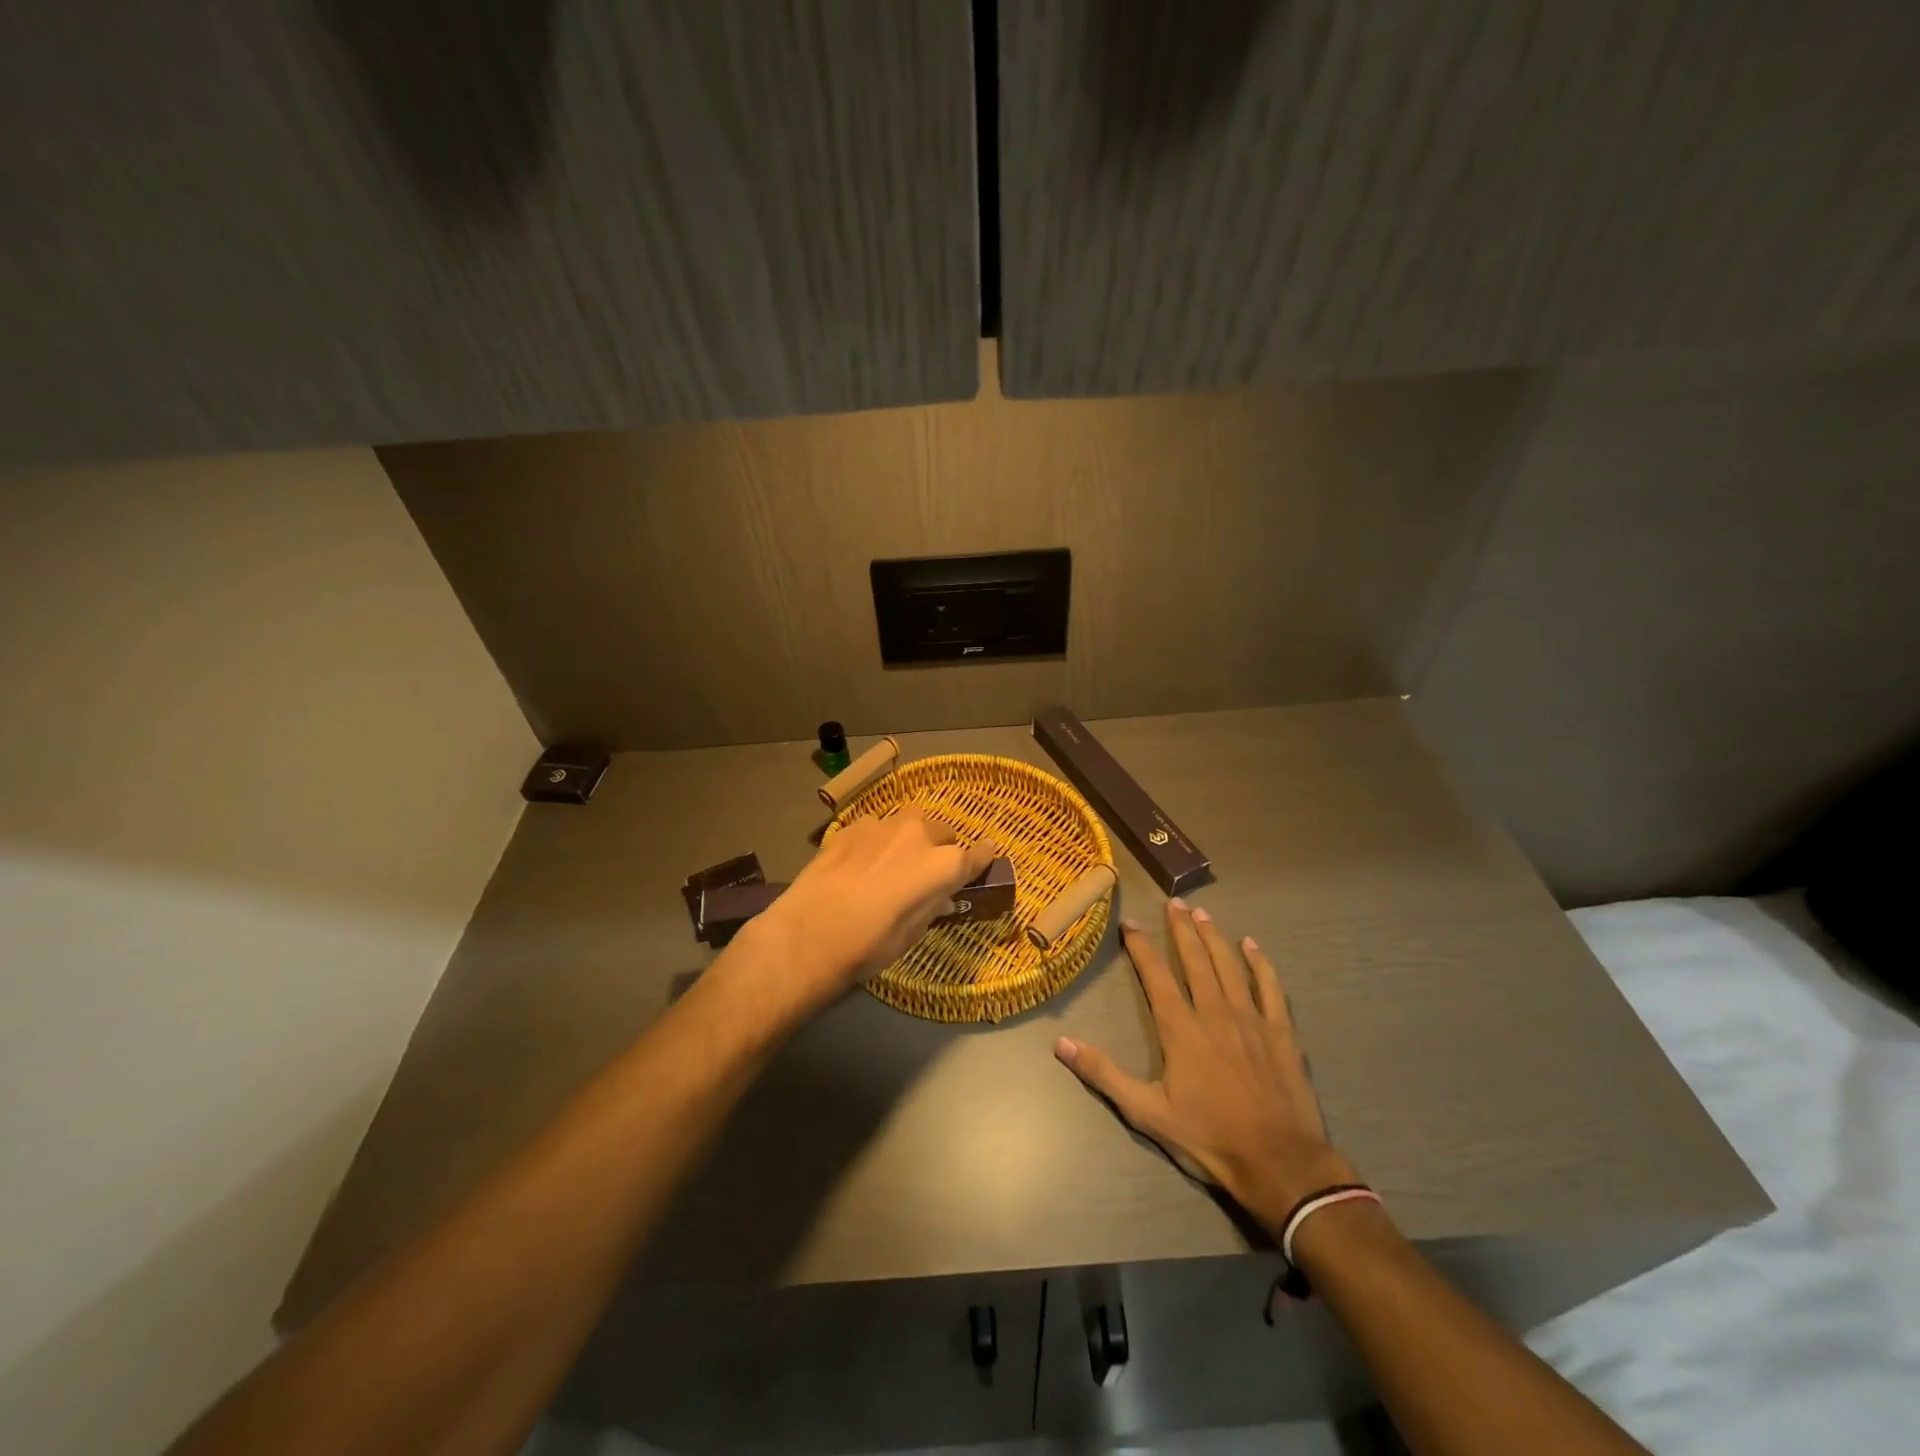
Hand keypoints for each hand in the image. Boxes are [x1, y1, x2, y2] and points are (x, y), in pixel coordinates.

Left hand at [730, 809, 998, 1023]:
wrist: (808, 934)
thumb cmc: (869, 946)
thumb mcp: (912, 934)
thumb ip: (932, 905)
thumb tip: (942, 896)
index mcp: (944, 864)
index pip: (978, 853)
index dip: (982, 858)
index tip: (983, 861)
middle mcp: (919, 834)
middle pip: (943, 833)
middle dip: (942, 849)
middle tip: (927, 874)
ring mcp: (883, 825)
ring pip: (910, 824)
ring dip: (910, 840)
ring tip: (894, 864)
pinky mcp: (852, 827)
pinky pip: (877, 828)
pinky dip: (879, 841)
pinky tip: (862, 863)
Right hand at [1055, 898, 1357, 1233]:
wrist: (1280, 1163)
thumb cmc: (1209, 1138)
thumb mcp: (1147, 1113)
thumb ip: (1104, 1074)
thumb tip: (1061, 1043)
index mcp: (1181, 1028)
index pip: (1156, 975)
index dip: (1141, 946)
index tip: (1130, 923)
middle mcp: (1214, 1012)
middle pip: (1196, 960)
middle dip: (1181, 929)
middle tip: (1174, 902)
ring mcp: (1251, 1019)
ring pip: (1229, 965)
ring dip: (1214, 937)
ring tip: (1202, 913)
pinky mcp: (1281, 1032)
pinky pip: (1270, 987)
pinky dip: (1260, 963)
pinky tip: (1252, 946)